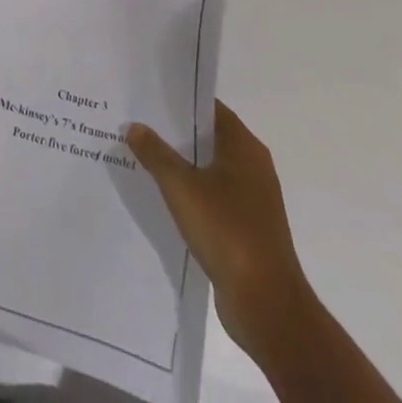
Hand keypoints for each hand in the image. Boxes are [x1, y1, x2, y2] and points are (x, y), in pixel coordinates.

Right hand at [126, 102, 311, 357]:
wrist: (267, 305)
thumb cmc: (227, 231)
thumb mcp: (181, 187)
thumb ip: (156, 153)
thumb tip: (134, 126)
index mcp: (244, 147)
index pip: (209, 108)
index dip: (180, 101)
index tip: (149, 96)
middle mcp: (253, 167)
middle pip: (208, 138)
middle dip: (175, 133)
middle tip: (138, 123)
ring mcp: (253, 200)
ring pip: (210, 170)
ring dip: (182, 166)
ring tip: (143, 157)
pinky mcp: (248, 229)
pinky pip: (214, 199)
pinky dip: (192, 194)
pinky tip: (164, 198)